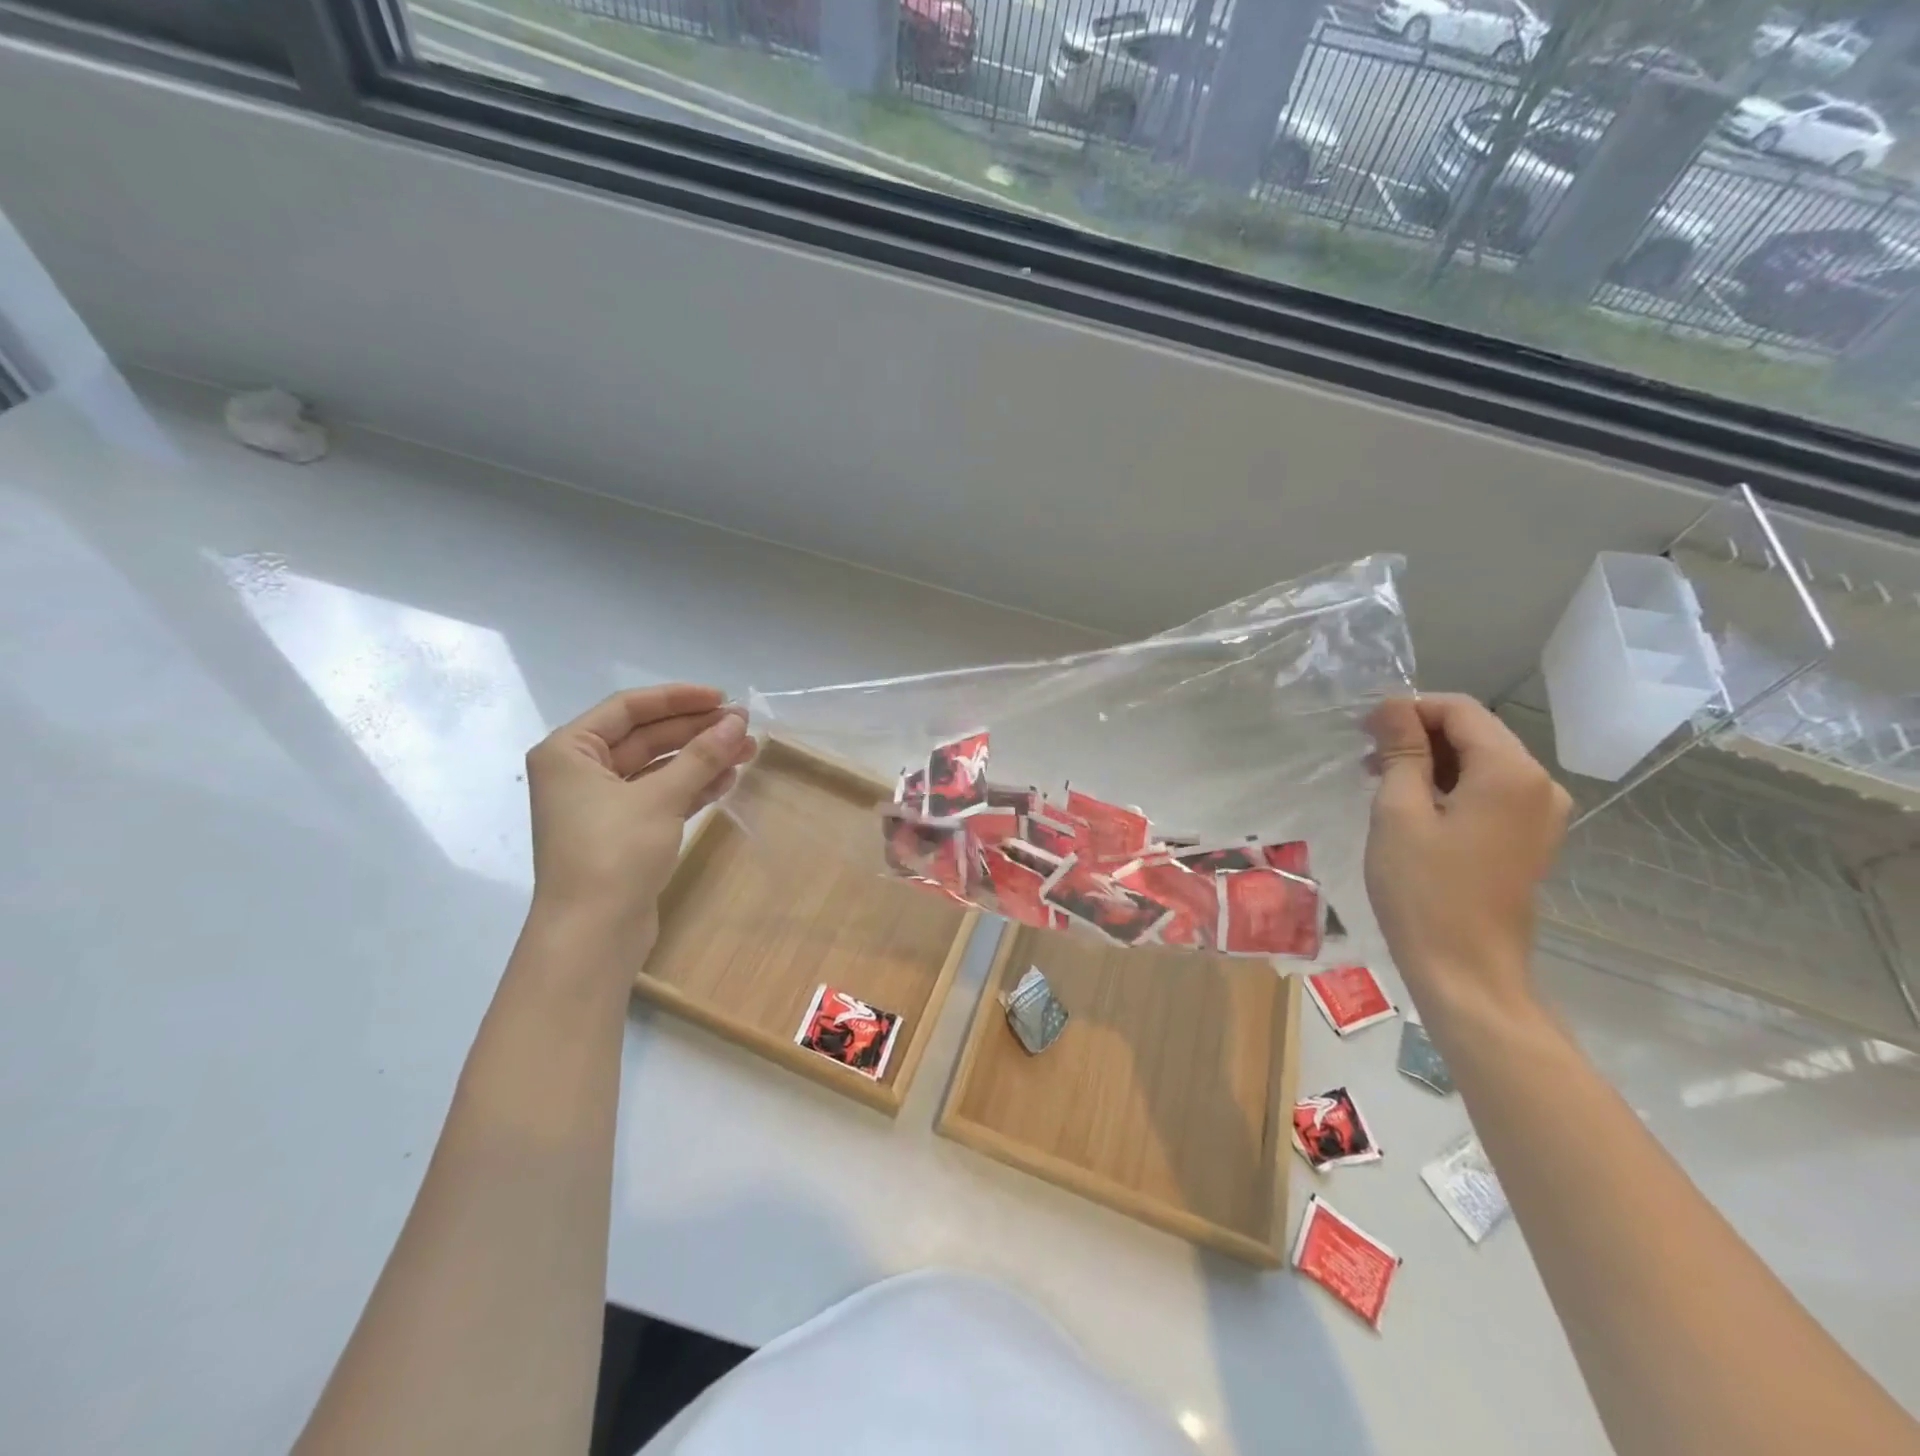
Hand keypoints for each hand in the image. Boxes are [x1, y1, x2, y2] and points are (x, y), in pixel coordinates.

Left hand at [525, 685, 755, 941]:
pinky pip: (660, 796)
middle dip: (696, 732)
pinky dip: (691, 787)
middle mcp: (580, 772)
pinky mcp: (623, 832)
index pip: (628, 708)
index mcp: (569, 751)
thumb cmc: (613, 854)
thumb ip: (701, 755)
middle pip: (646, 737)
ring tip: (747, 753)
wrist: (592, 935)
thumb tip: (738, 722)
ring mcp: (601, 804)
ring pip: (658, 768)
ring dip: (701, 759)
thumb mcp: (660, 798)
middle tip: (744, 727)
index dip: (678, 698)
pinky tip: (727, 781)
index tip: (723, 698)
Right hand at [1364, 694, 1570, 1019]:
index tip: (1365, 732)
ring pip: (1481, 763)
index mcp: (1511, 772)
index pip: (1460, 710)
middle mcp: (1539, 784)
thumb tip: (1393, 705)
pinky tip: (1413, 810)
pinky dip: (1450, 788)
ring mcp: (1541, 814)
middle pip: (1475, 733)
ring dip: (1431, 763)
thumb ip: (1402, 751)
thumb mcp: (1399, 812)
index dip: (1409, 710)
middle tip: (1368, 761)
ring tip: (1382, 786)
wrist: (1466, 970)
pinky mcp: (1530, 839)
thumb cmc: (1424, 889)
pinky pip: (1489, 793)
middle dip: (1419, 736)